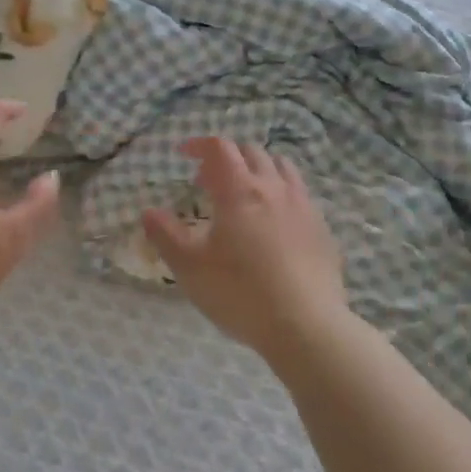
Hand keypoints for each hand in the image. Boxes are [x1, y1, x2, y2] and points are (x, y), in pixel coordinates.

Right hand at [143, 139, 347, 360]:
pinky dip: (281, 193)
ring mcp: (303, 206)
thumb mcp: (189, 267)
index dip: (199, 144)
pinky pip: (301, 194)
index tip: (182, 153)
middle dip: (227, 157)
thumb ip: (165, 235)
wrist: (307, 327)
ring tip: (244, 193)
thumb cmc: (240, 293)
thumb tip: (148, 212)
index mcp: (239, 190)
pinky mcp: (322, 229)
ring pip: (282, 167)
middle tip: (207, 181)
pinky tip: (274, 222)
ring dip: (258, 169)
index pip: (220, 148)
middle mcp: (273, 188)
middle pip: (251, 152)